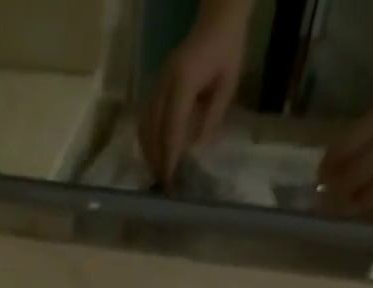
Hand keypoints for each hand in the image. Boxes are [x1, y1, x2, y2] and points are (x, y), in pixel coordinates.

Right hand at [139, 0, 251, 182]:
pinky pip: (145, 119)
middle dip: (156, 159)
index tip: (169, 180)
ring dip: (148, 152)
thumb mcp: (227, 85)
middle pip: (153, 131)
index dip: (169, 157)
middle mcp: (165, 84)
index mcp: (184, 82)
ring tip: (156, 172)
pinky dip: (147, 140)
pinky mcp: (156, 86)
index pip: (171, 128)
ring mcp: (158, 84)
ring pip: (145, 126)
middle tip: (162, 184)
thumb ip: (211, 117)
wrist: (217, 18)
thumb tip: (195, 149)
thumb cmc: (227, 50)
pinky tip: (153, 153)